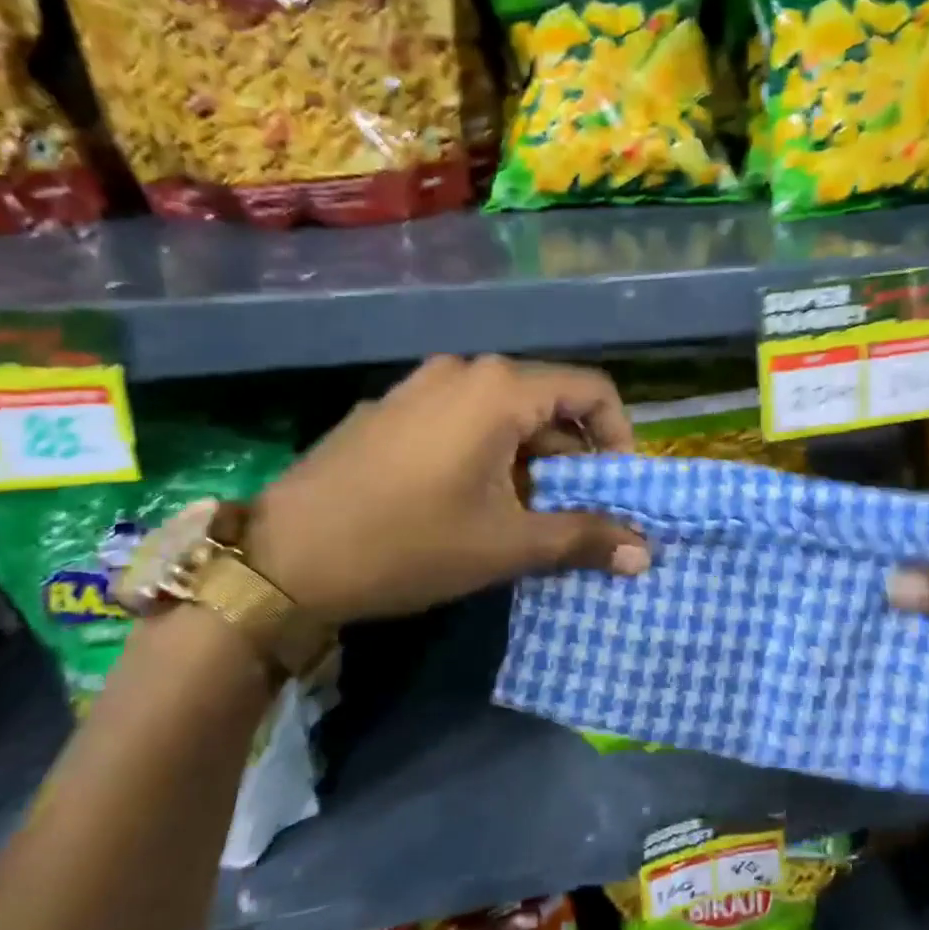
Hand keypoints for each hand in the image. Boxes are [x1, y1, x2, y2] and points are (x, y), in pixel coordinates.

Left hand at [247, 356, 648, 623]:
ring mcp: (420, 386)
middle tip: (572, 512)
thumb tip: (646, 554)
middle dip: (572, 457)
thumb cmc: (408, 544)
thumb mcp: (506, 546)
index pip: (591, 390)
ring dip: (530, 459)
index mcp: (499, 389)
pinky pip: (462, 419)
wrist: (282, 559)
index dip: (619, 436)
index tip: (618, 487)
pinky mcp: (391, 409)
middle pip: (548, 402)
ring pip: (504, 413)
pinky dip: (488, 453)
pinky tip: (467, 502)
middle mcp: (463, 371)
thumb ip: (584, 539)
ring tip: (521, 515)